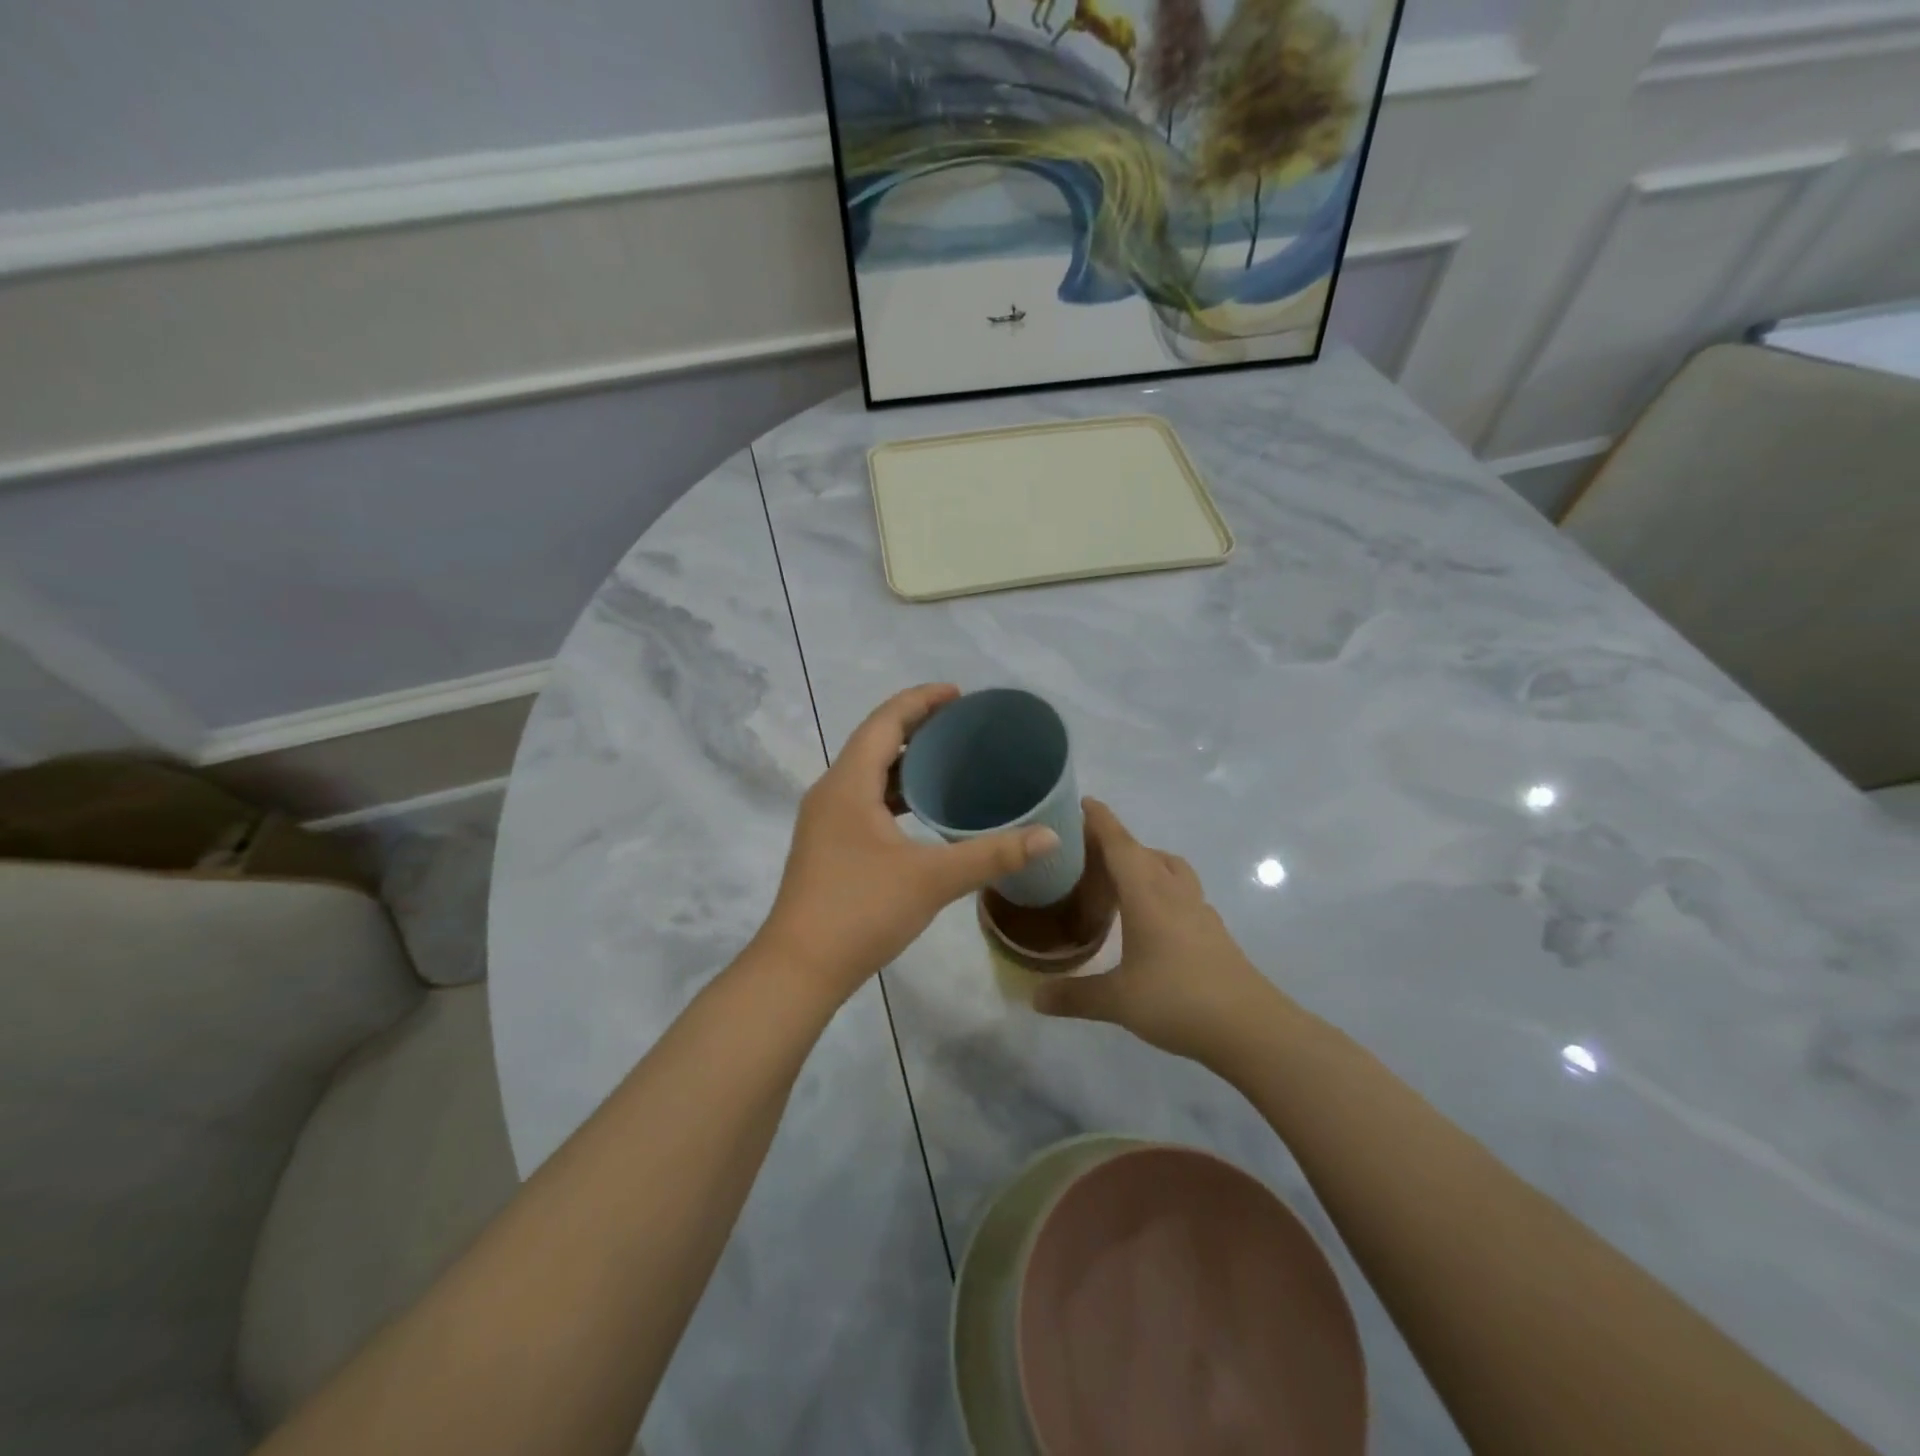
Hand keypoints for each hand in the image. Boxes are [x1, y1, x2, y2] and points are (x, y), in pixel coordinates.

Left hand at [758, 684, 1059, 1001]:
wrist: (799, 969)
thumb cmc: (861, 911)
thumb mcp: (932, 879)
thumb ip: (992, 855)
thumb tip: (1050, 836)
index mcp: (848, 784)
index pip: (885, 721)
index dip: (922, 700)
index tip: (960, 695)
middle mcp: (831, 792)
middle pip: (875, 740)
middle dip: (917, 726)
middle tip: (963, 726)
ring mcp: (825, 820)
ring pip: (868, 772)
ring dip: (905, 761)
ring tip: (950, 760)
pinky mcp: (828, 844)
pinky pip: (864, 798)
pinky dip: (895, 792)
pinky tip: (924, 809)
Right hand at [1033, 799, 1278, 1062]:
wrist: (1251, 1028)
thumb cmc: (1179, 1000)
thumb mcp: (1118, 1001)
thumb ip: (1074, 995)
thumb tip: (1034, 997)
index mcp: (1147, 894)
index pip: (1119, 844)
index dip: (1099, 820)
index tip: (1081, 802)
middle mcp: (1173, 891)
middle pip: (1143, 851)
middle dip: (1115, 842)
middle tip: (1084, 851)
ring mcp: (1198, 909)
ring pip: (1169, 868)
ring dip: (1144, 861)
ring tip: (1118, 877)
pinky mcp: (1212, 930)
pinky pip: (1182, 891)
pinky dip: (1161, 887)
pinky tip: (1149, 915)